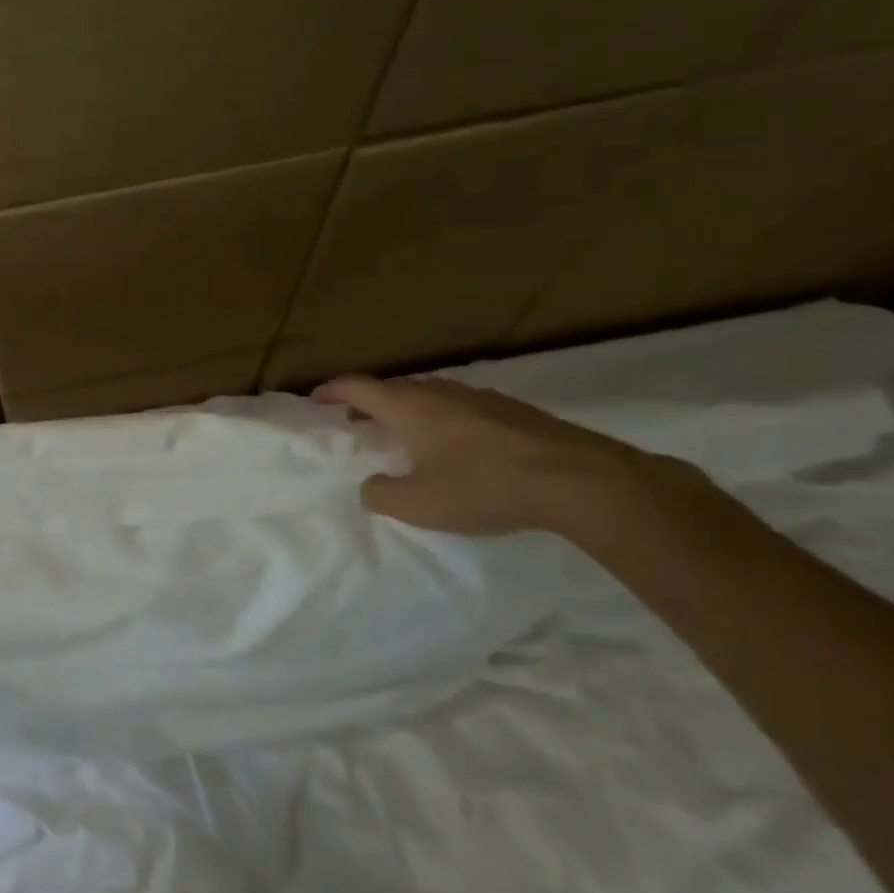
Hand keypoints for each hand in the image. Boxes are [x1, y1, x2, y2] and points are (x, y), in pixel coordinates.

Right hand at [312, 374, 686, 536]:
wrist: (577, 479)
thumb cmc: (484, 487)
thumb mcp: (420, 504)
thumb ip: (382, 494)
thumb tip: (372, 485)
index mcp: (409, 408)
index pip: (358, 387)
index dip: (333, 391)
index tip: (316, 400)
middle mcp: (439, 393)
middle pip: (393, 388)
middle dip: (368, 402)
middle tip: (356, 422)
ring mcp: (478, 398)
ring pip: (428, 395)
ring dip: (405, 409)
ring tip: (401, 433)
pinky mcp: (510, 411)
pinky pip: (458, 406)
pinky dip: (439, 417)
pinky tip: (453, 444)